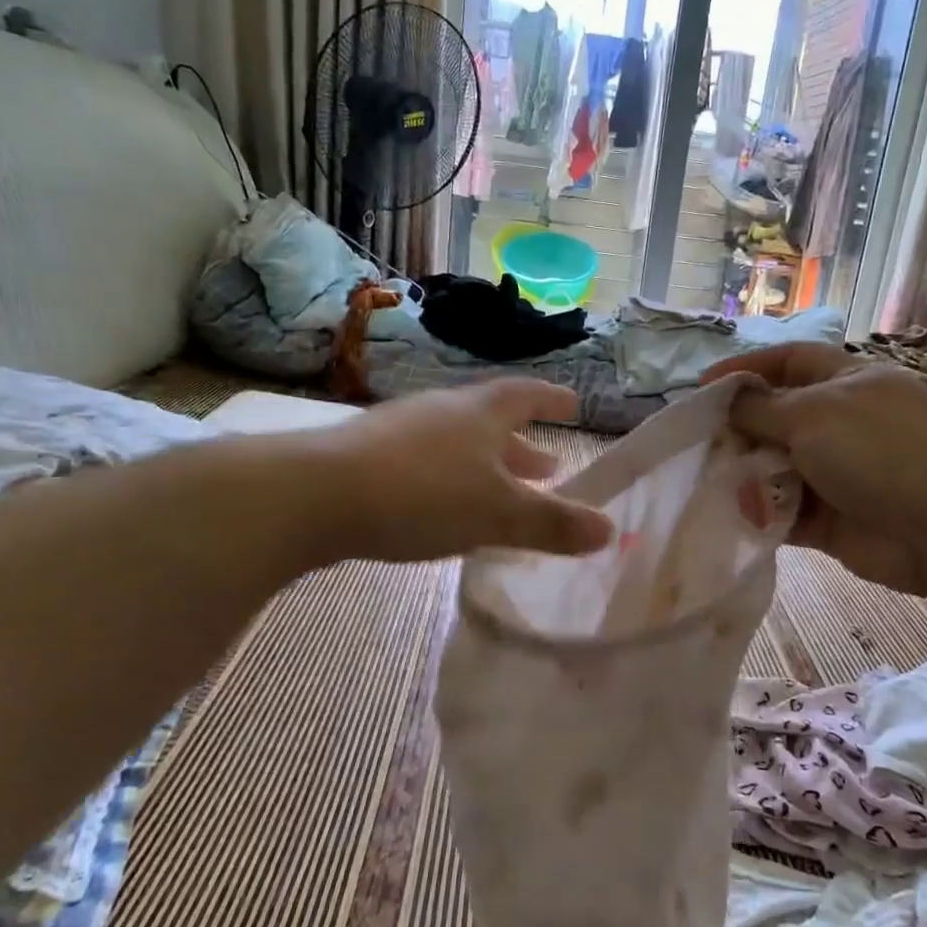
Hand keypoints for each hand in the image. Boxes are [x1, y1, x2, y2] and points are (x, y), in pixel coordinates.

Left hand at [314, 379, 612, 563]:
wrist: (316, 495)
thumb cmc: (424, 494)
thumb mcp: (498, 514)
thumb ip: (552, 524)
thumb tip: (609, 530)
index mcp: (481, 413)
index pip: (527, 396)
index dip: (553, 400)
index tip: (574, 404)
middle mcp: (443, 411)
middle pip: (493, 423)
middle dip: (523, 447)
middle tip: (548, 467)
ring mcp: (401, 430)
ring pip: (458, 445)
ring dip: (485, 466)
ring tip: (499, 492)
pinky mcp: (368, 456)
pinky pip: (426, 463)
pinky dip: (449, 481)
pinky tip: (443, 508)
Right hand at [703, 344, 926, 594]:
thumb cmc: (879, 450)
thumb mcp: (814, 414)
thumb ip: (762, 407)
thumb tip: (729, 401)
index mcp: (849, 382)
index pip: (791, 360)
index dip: (747, 367)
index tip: (703, 385)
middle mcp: (843, 423)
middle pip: (778, 417)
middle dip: (739, 427)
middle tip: (697, 441)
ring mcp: (839, 473)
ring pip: (777, 466)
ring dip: (744, 472)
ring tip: (706, 479)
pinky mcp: (831, 519)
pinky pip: (784, 511)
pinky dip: (759, 512)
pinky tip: (730, 514)